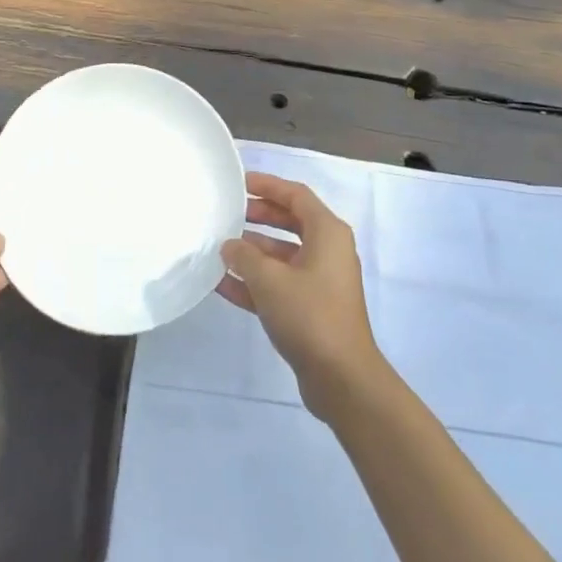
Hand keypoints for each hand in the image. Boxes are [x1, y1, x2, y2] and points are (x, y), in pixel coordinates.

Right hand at [216, 172, 386, 419]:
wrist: (342, 378)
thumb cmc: (309, 315)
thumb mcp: (269, 280)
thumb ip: (244, 256)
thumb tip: (230, 245)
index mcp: (327, 233)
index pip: (296, 195)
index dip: (268, 185)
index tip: (240, 183)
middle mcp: (327, 251)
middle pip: (289, 222)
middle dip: (258, 216)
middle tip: (228, 213)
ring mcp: (320, 281)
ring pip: (282, 255)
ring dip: (253, 251)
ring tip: (219, 248)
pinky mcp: (311, 308)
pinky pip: (280, 284)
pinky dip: (255, 282)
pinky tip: (223, 284)